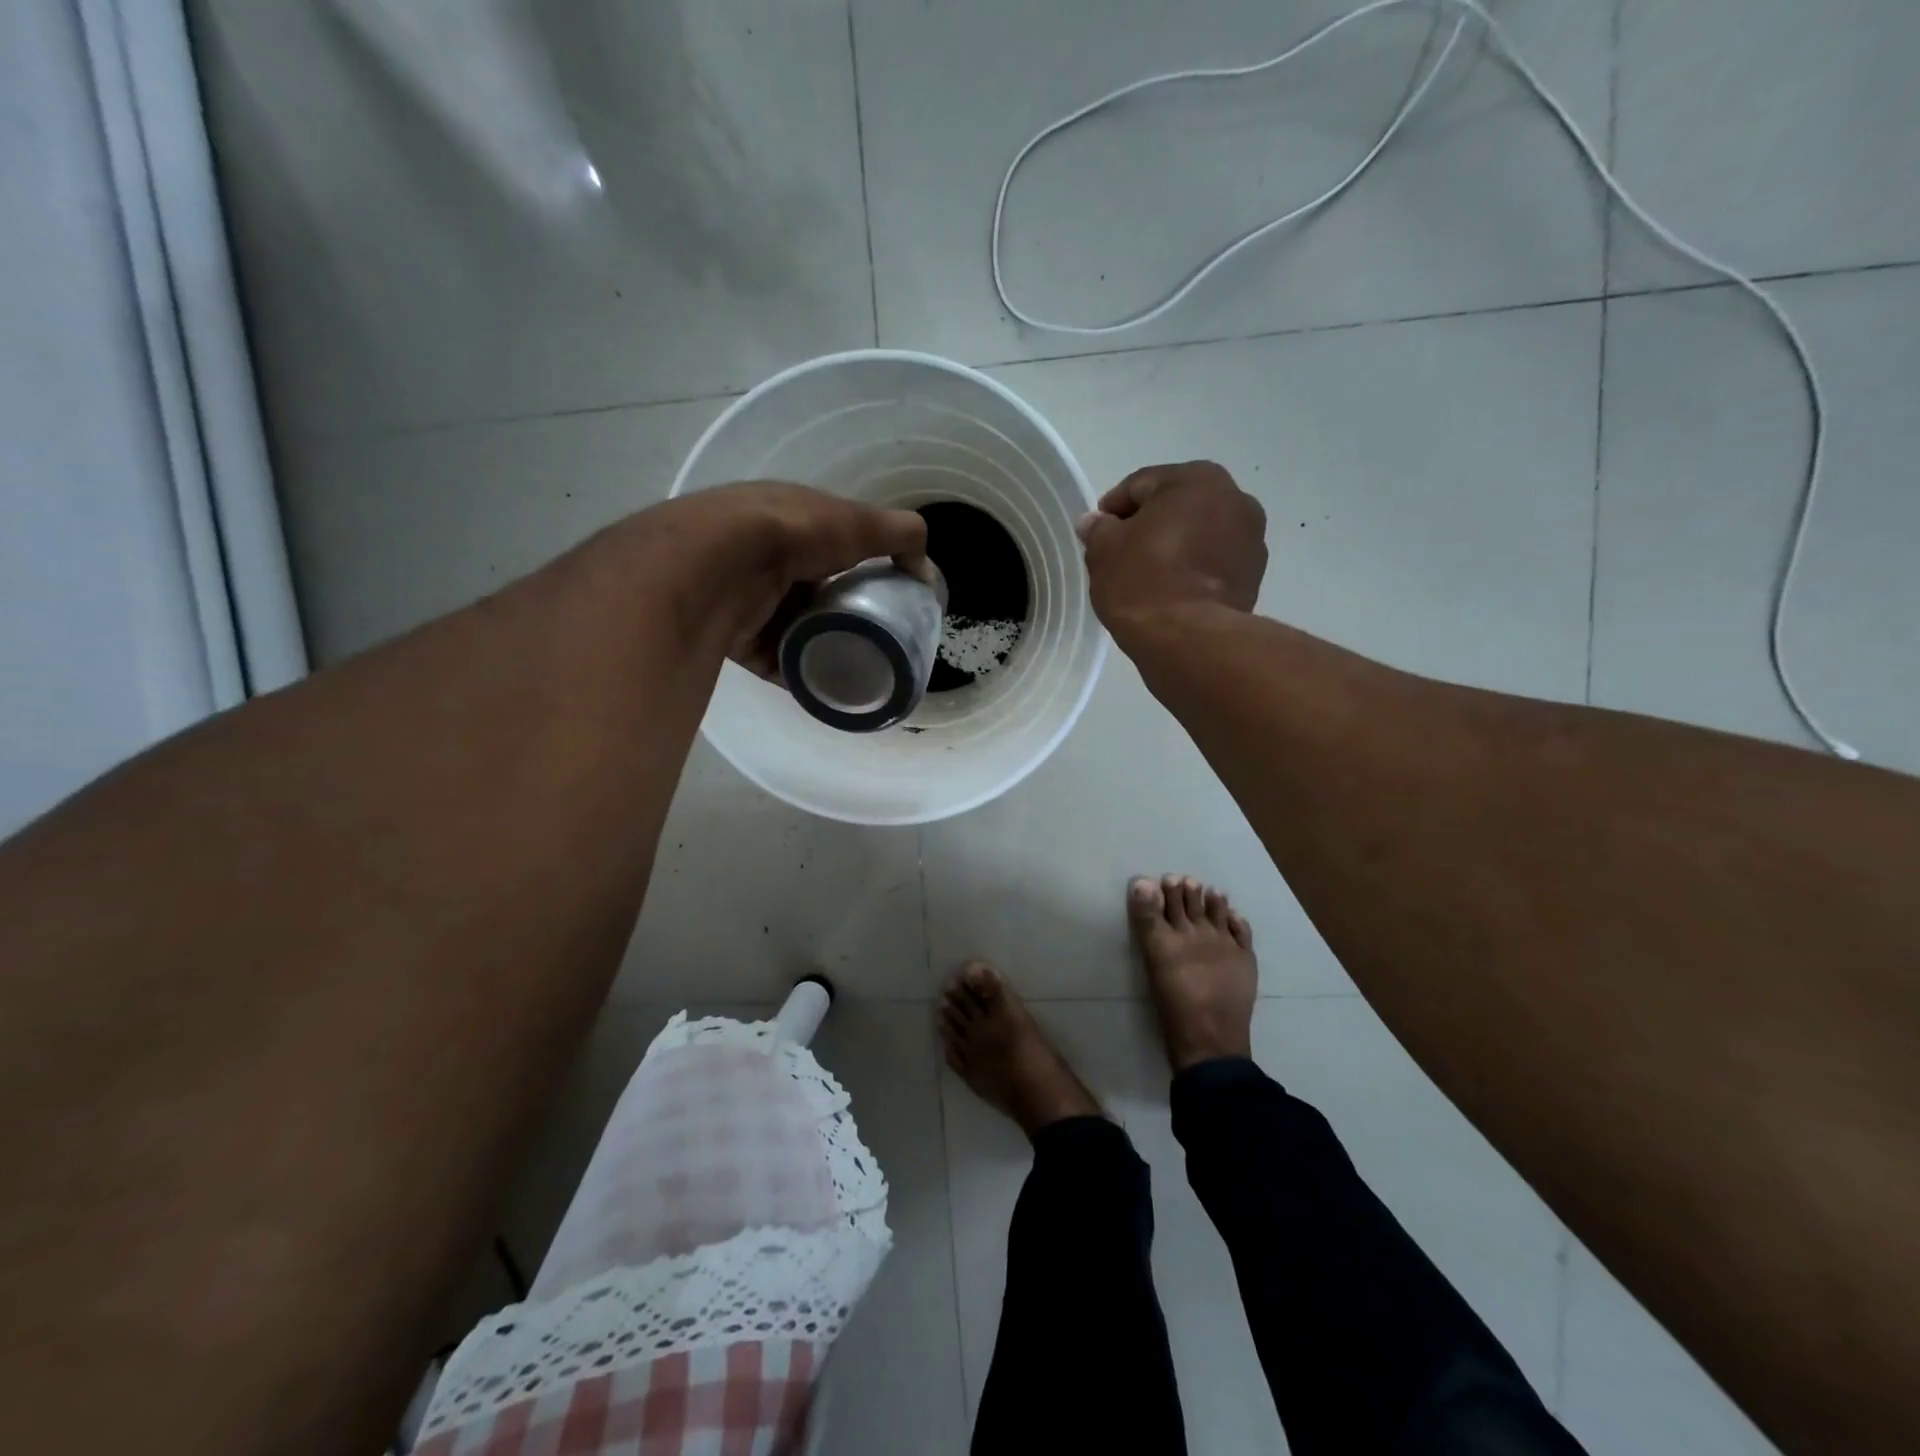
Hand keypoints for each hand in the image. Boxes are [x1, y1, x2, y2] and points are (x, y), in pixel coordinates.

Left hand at [643, 482, 929, 676]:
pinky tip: (825, 686)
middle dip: (842, 612)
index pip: (830, 545)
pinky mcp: (737, 637)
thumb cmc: (791, 533)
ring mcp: (747, 598)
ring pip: (794, 628)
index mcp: (789, 520)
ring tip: (855, 665)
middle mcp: (764, 557)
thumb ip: (900, 536)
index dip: (858, 566)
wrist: (718, 565)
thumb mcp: (858, 523)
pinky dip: (799, 673)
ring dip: (821, 645)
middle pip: (813, 591)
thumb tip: (926, 571)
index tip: (884, 594)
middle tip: (874, 636)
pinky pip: (775, 660)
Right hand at [1078, 461, 1266, 634]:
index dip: (1112, 509)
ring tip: (1147, 577)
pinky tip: (1171, 593)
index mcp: (1197, 478)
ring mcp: (1251, 539)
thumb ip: (1098, 528)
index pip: (1141, 485)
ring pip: (1198, 535)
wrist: (1189, 638)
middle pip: (1176, 507)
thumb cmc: (1143, 581)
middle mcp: (1235, 498)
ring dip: (1174, 548)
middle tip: (1120, 555)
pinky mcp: (1254, 577)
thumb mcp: (1103, 550)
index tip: (1097, 534)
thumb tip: (1096, 522)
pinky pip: (1212, 564)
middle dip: (1148, 526)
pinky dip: (1193, 571)